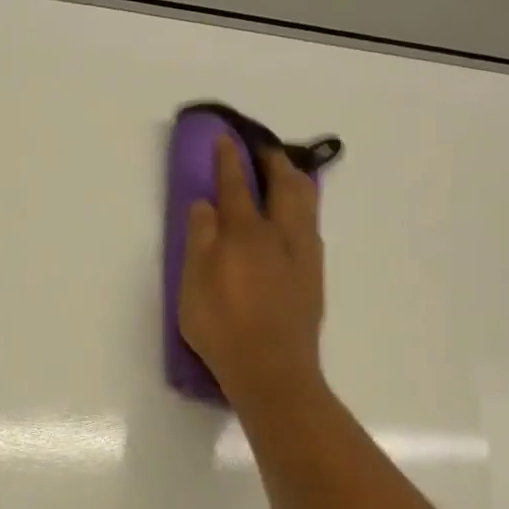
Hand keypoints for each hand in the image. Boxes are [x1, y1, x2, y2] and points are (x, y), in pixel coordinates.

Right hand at [179, 136, 326, 408]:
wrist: (272, 370)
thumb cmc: (222, 328)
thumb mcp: (193, 286)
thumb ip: (199, 240)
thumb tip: (205, 205)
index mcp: (245, 233)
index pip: (236, 185)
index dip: (228, 159)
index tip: (225, 138)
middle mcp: (280, 235)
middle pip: (285, 184)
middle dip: (273, 160)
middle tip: (262, 149)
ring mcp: (303, 255)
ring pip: (306, 203)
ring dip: (294, 180)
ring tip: (285, 174)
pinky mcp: (314, 276)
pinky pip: (311, 226)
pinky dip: (303, 208)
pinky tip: (295, 219)